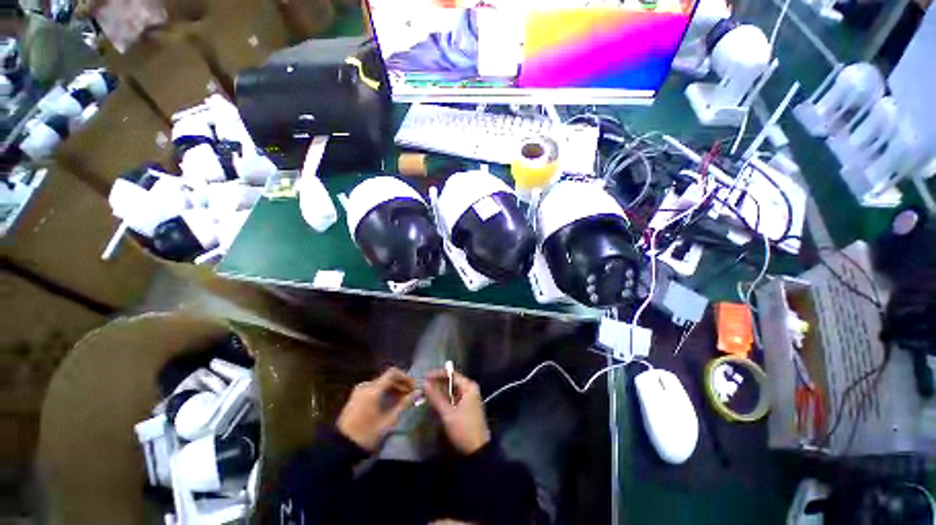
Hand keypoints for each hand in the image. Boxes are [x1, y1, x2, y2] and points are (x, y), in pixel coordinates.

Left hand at [337, 368, 417, 450]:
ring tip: (403, 399)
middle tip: (411, 394)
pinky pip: (374, 389)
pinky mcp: (356, 397)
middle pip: (387, 378)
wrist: (340, 448)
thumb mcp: (388, 421)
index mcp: (372, 389)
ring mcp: (359, 391)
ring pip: (381, 383)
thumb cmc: (367, 434)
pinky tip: (390, 402)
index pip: (393, 373)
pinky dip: (384, 392)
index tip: (414, 387)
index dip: (406, 378)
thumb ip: (404, 404)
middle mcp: (365, 385)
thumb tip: (418, 392)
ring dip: (393, 388)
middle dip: (401, 384)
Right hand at [424, 369, 490, 453]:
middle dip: (438, 382)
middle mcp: (470, 389)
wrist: (478, 451)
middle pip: (452, 381)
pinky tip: (435, 401)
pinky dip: (445, 398)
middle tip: (423, 386)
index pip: (452, 374)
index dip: (437, 374)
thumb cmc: (464, 429)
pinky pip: (454, 397)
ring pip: (452, 389)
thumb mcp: (448, 414)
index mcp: (469, 387)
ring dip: (440, 390)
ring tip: (427, 393)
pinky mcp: (467, 407)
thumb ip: (436, 398)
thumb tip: (424, 384)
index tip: (424, 377)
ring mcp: (469, 398)